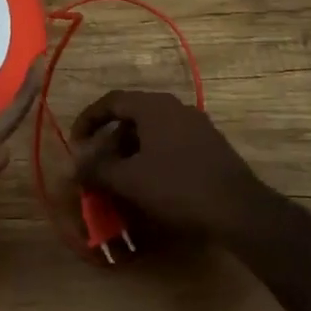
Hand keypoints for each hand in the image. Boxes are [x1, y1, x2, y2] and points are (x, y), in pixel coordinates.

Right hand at [70, 90, 289, 250]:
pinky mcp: (210, 144)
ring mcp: (196, 124)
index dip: (88, 120)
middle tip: (97, 165)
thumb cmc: (177, 187)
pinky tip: (150, 183)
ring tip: (120, 178)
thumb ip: (97, 170)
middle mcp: (175, 107)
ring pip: (152, 130)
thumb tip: (73, 166)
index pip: (111, 101)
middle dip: (109, 140)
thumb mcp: (130, 180)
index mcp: (153, 107)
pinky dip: (152, 156)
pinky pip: (170, 142)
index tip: (75, 143)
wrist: (238, 209)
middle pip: (132, 116)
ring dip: (130, 150)